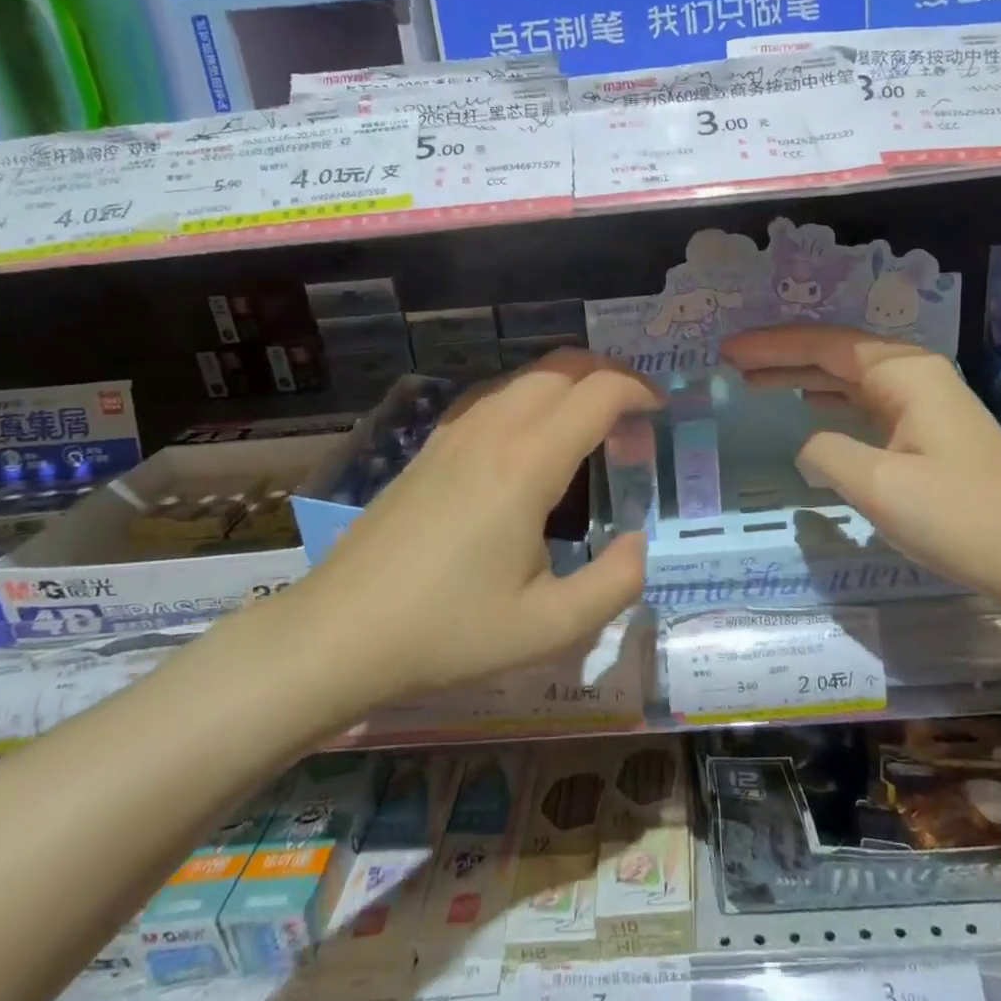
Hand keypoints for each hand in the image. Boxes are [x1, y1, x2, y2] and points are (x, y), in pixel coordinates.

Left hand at [272, 350, 660, 727]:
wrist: (340, 634)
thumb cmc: (449, 632)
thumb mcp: (550, 627)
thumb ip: (616, 582)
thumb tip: (640, 543)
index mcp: (527, 464)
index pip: (598, 392)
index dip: (640, 393)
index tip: (660, 418)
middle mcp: (493, 430)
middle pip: (563, 367)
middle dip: (610, 378)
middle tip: (634, 424)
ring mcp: (454, 433)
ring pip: (526, 377)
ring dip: (570, 386)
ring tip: (591, 432)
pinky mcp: (431, 447)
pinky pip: (494, 397)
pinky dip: (532, 399)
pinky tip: (532, 446)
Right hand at [722, 326, 1000, 597]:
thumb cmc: (959, 516)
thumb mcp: (879, 485)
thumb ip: (826, 453)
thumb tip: (808, 446)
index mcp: (904, 373)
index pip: (825, 345)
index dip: (772, 346)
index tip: (727, 351)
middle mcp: (915, 376)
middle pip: (837, 354)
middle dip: (783, 356)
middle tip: (731, 362)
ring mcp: (925, 404)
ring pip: (851, 379)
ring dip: (804, 377)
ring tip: (756, 381)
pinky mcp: (928, 433)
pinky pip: (867, 404)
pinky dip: (831, 402)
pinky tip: (810, 407)